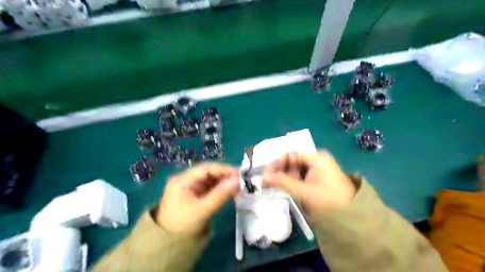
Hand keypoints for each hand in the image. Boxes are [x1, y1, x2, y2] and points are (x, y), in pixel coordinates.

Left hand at [156, 163, 239, 235]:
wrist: (170, 247)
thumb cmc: (183, 226)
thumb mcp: (202, 210)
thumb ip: (221, 194)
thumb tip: (238, 180)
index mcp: (182, 180)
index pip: (206, 169)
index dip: (224, 169)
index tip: (239, 174)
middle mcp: (186, 180)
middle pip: (209, 173)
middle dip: (225, 176)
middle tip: (242, 181)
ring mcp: (191, 188)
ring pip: (211, 181)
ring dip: (225, 183)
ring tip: (239, 187)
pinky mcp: (196, 196)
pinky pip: (211, 189)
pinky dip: (221, 190)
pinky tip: (231, 192)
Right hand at [263, 150, 354, 213]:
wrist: (353, 218)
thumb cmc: (328, 201)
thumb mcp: (304, 191)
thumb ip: (282, 182)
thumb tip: (262, 177)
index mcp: (317, 157)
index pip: (291, 155)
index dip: (276, 164)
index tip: (265, 175)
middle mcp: (317, 160)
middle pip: (292, 161)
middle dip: (279, 171)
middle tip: (266, 182)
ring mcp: (319, 170)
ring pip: (295, 169)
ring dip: (284, 177)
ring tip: (272, 185)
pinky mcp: (318, 179)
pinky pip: (301, 176)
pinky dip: (291, 181)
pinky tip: (283, 187)